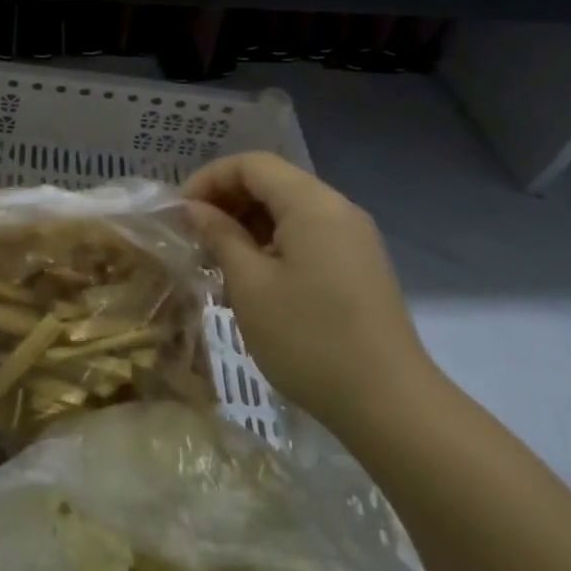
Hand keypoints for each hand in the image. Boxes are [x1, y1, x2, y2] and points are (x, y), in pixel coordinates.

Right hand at [182, 152, 436, 435]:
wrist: (390, 405)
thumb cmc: (309, 339)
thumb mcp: (250, 285)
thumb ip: (219, 236)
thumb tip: (194, 209)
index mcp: (312, 203)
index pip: (251, 164)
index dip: (209, 179)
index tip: (180, 214)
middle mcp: (337, 209)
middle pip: (272, 183)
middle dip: (226, 202)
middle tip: (194, 238)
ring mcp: (353, 238)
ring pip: (288, 211)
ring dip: (247, 226)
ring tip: (217, 263)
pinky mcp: (358, 266)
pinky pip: (307, 236)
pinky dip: (272, 245)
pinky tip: (252, 281)